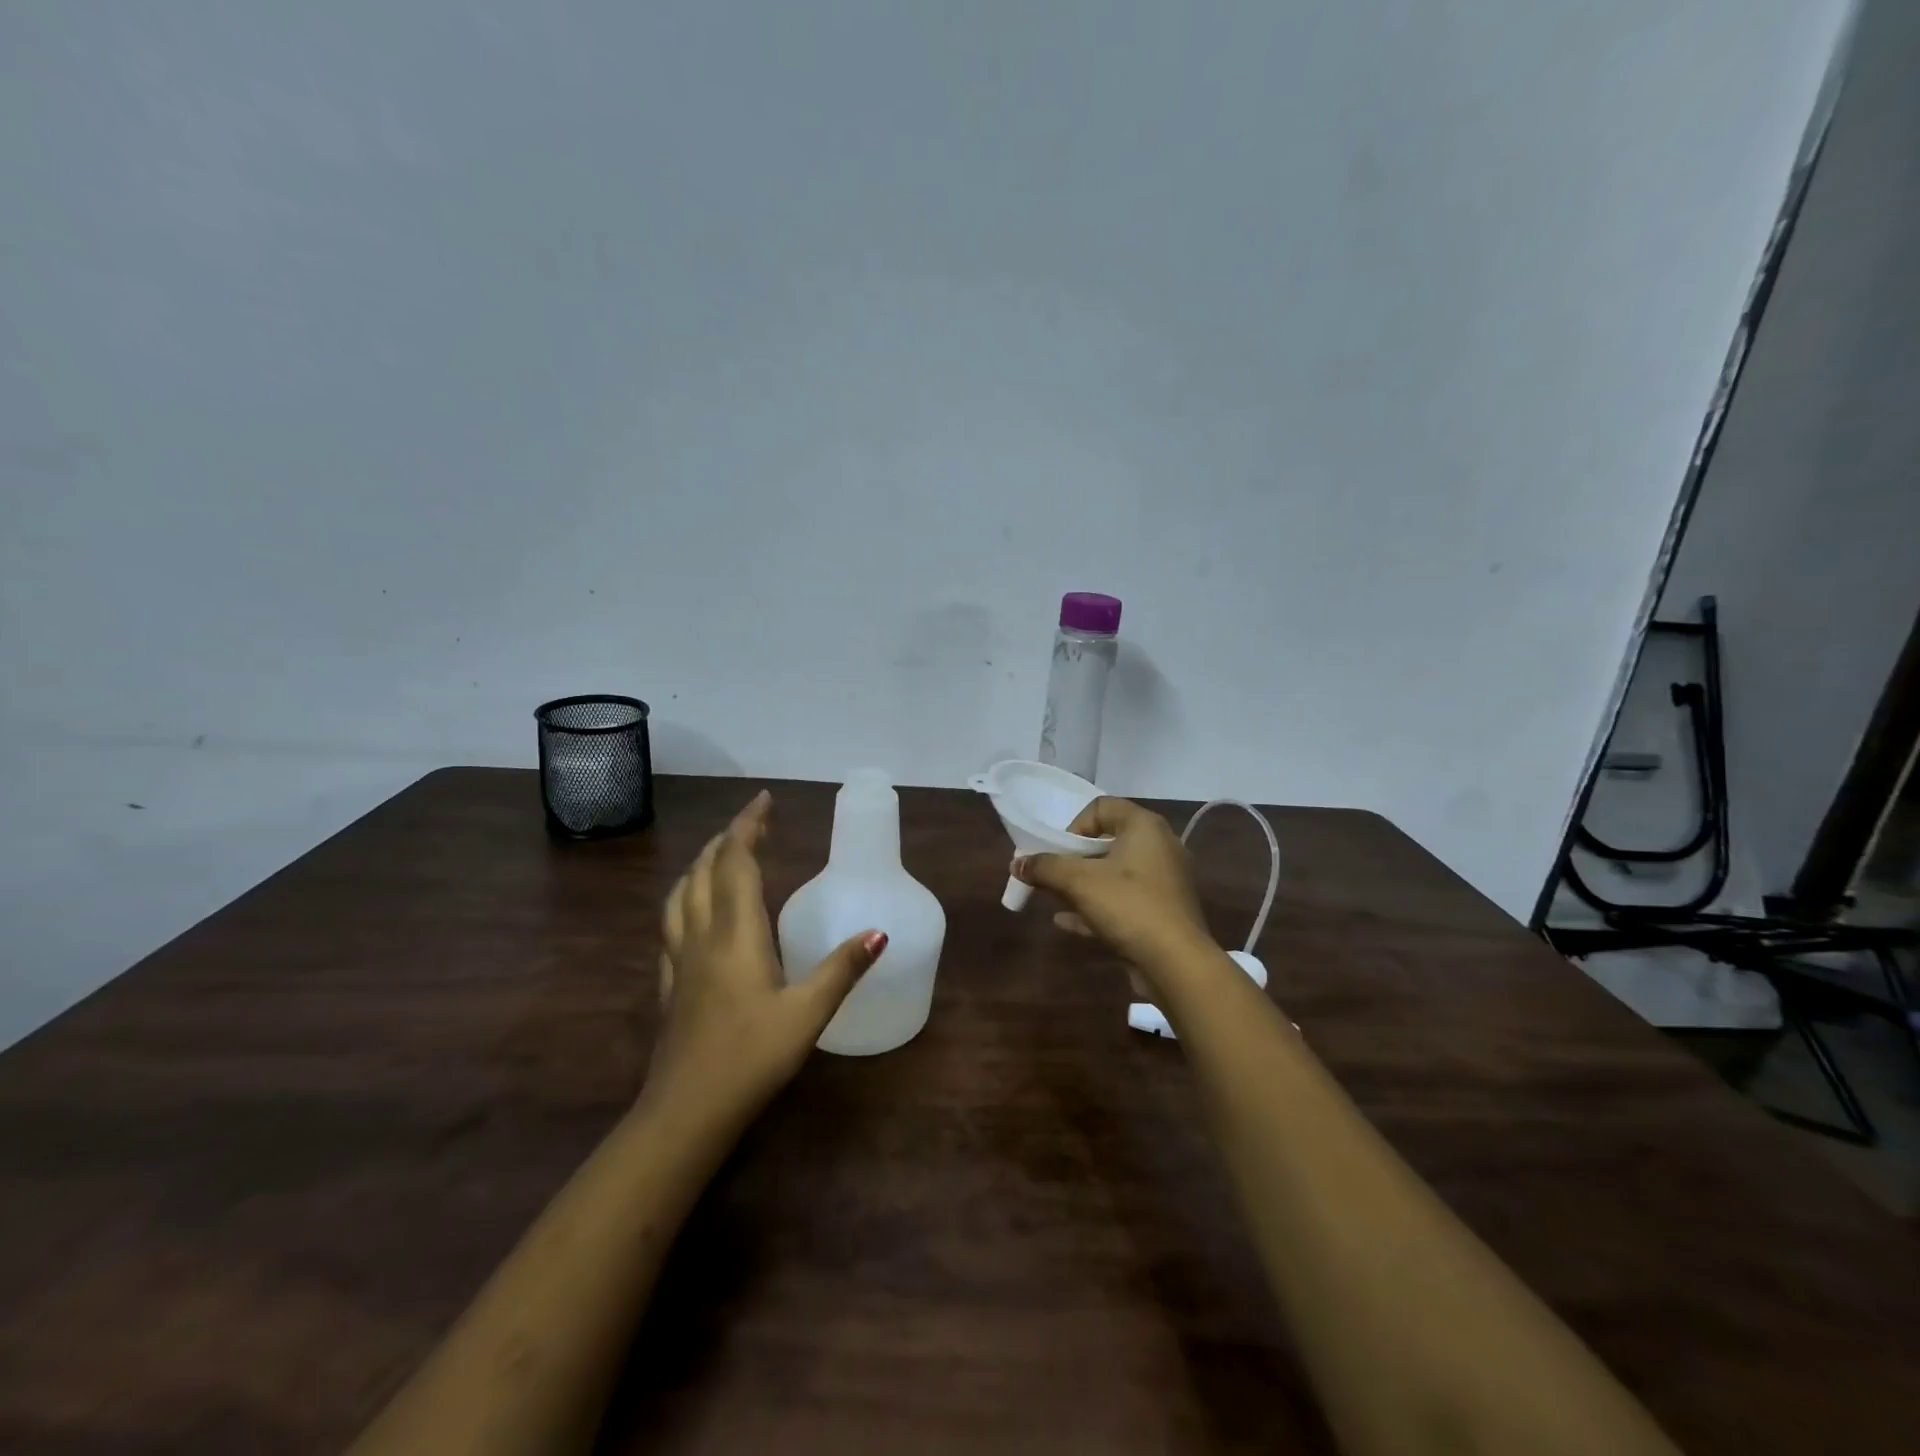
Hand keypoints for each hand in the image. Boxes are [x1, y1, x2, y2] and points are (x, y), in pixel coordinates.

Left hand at [652, 791, 884, 1126]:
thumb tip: (880, 932)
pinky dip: (684, 902)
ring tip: (718, 856)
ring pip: (680, 896)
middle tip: (752, 824)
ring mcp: (680, 961)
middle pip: (704, 872)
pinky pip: (671, 927)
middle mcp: (702, 937)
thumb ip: (843, 969)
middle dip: (726, 840)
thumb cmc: (750, 1058)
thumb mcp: (807, 1014)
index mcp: (735, 934)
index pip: (735, 862)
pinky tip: (693, 918)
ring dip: (700, 866)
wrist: (685, 1112)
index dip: (747, 826)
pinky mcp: (671, 986)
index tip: (764, 800)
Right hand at [1012, 797, 1210, 992]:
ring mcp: (1163, 882)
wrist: (1176, 963)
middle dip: (1073, 859)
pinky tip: (1068, 922)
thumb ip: (1045, 868)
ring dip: (1082, 885)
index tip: (1059, 852)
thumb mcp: (1078, 882)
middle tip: (1051, 876)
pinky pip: (1123, 902)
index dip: (1074, 826)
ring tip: (1055, 898)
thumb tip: (1017, 863)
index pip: (1102, 807)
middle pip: (1107, 842)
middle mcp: (1159, 847)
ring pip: (1114, 875)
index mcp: (1145, 827)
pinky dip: (1096, 907)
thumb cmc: (1129, 906)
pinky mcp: (1162, 913)